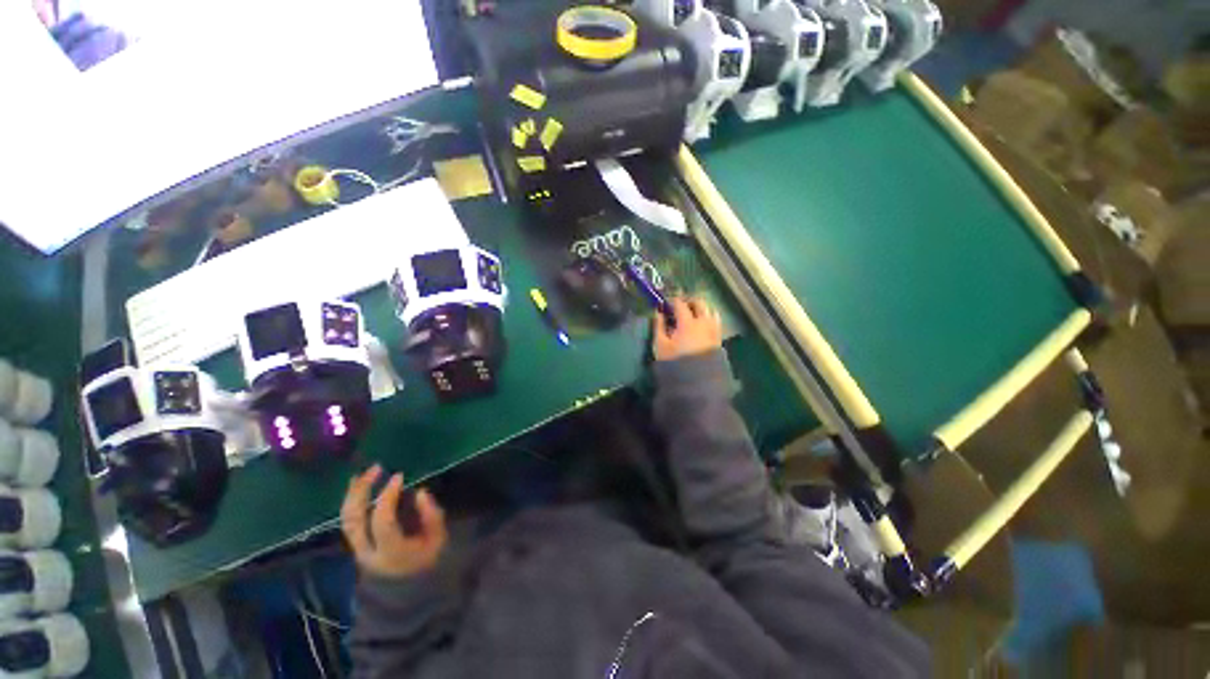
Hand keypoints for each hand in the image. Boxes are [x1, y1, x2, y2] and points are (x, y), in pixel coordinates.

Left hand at [341, 465, 446, 578]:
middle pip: (355, 520)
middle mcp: (368, 551)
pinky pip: (348, 521)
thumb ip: (431, 515)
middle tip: (377, 468)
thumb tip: (420, 492)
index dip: (388, 497)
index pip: (382, 522)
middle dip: (363, 491)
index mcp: (391, 552)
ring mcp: (358, 549)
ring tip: (363, 473)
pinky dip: (350, 501)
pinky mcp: (356, 544)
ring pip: (347, 519)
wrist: (410, 586)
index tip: (399, 476)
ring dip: (353, 494)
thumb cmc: (428, 557)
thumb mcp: (438, 537)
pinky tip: (356, 485)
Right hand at [653, 297, 722, 361]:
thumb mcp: (660, 345)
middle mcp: (704, 322)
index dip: (672, 300)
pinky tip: (700, 326)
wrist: (697, 381)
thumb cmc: (675, 362)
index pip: (680, 303)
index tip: (665, 303)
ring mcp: (714, 329)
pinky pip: (715, 321)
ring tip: (691, 314)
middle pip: (699, 302)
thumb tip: (658, 312)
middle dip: (688, 301)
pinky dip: (708, 318)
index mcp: (688, 322)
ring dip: (700, 308)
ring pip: (710, 310)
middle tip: (679, 305)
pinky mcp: (718, 338)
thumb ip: (659, 326)